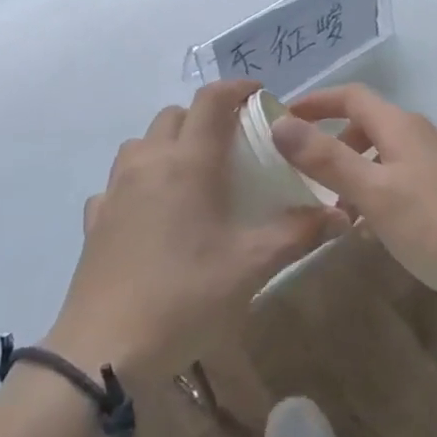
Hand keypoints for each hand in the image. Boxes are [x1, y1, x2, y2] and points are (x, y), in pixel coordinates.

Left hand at [45, 80, 343, 392]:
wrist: (105, 348)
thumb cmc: (185, 296)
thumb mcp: (251, 266)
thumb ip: (298, 234)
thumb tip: (341, 215)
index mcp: (188, 163)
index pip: (211, 101)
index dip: (237, 88)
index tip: (260, 96)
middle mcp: (148, 162)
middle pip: (175, 115)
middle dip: (206, 117)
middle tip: (234, 143)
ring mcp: (115, 189)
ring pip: (142, 142)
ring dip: (170, 143)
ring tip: (194, 173)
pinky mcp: (95, 218)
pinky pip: (119, 180)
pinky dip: (140, 180)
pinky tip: (152, 211)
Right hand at [268, 84, 436, 322]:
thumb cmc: (436, 224)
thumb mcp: (373, 192)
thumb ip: (326, 158)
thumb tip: (279, 123)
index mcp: (399, 126)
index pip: (350, 96)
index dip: (315, 102)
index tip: (281, 120)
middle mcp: (418, 135)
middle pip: (366, 125)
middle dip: (331, 144)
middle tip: (303, 174)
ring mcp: (436, 163)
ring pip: (382, 156)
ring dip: (352, 174)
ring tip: (334, 211)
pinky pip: (398, 179)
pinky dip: (375, 193)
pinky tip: (371, 230)